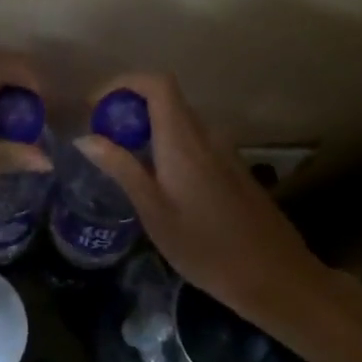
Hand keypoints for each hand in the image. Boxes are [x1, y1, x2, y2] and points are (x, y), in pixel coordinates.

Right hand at [76, 72, 326, 315]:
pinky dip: (166, 144)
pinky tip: (157, 182)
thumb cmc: (207, 247)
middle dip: (128, 108)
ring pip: (178, 121)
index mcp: (183, 139)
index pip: (156, 83)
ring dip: (147, 128)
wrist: (276, 278)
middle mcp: (206, 135)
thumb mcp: (153, 211)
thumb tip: (85, 137)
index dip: (122, 83)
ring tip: (121, 160)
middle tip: (101, 138)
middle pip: (165, 99)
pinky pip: (192, 140)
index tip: (95, 107)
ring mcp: (224, 150)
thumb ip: (121, 168)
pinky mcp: (232, 168)